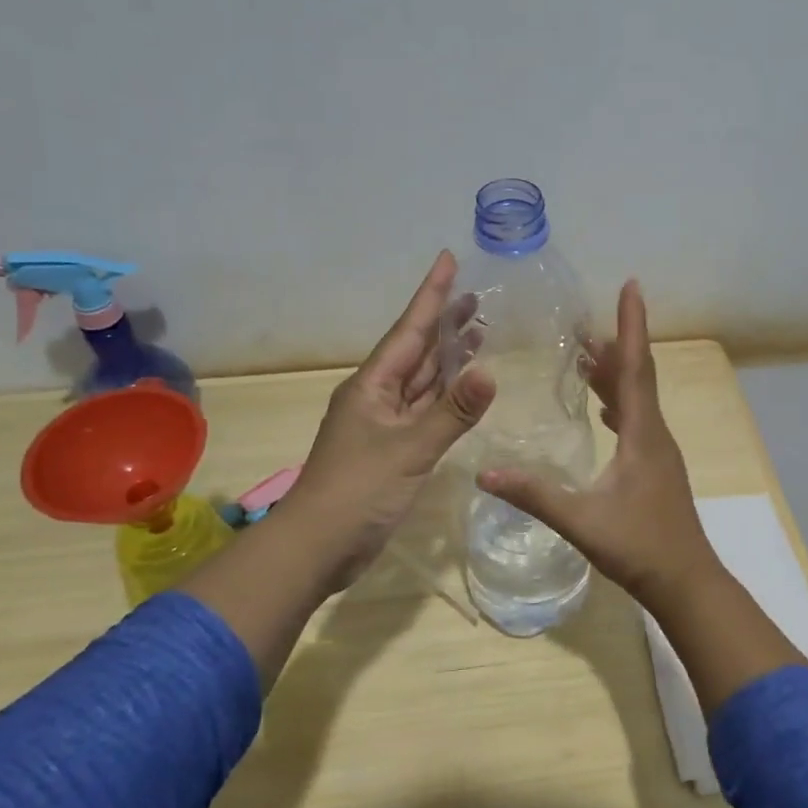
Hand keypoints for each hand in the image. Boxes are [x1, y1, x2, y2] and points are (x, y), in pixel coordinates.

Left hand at [279, 250, 495, 591]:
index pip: (409, 329)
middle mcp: (377, 396)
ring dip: (448, 357)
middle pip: (417, 350)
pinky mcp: (392, 450)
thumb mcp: (409, 449)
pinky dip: (445, 396)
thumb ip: (451, 413)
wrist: (317, 547)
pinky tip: (464, 388)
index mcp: (372, 385)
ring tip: (479, 332)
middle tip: (478, 297)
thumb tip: (490, 372)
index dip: (431, 295)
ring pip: (422, 380)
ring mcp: (383, 424)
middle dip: (445, 322)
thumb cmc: (357, 492)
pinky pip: (424, 410)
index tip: (448, 259)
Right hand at [478, 280, 722, 609]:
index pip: (635, 368)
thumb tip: (485, 473)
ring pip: (638, 399)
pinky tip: (602, 408)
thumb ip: (535, 496)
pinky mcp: (656, 468)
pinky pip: (637, 420)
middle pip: (637, 377)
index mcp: (642, 434)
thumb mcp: (582, 521)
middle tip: (583, 324)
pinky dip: (619, 402)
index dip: (631, 326)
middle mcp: (655, 434)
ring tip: (586, 355)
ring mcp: (659, 452)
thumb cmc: (640, 547)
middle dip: (615, 344)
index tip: (631, 286)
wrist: (686, 582)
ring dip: (616, 373)